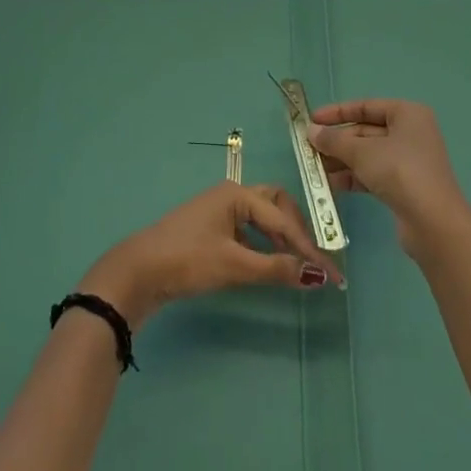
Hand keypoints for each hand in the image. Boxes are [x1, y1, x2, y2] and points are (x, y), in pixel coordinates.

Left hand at [78, 182, 335, 328]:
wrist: (138, 271)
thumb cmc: (188, 260)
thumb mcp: (234, 265)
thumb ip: (276, 268)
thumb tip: (317, 275)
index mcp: (236, 195)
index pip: (283, 219)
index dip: (309, 247)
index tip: (332, 274)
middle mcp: (230, 196)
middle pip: (275, 205)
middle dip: (296, 230)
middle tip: (312, 259)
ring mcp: (219, 212)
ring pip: (261, 218)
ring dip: (281, 238)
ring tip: (296, 264)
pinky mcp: (211, 231)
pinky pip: (248, 230)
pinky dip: (264, 245)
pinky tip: (268, 263)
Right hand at [307, 99, 470, 257]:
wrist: (433, 223)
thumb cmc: (399, 171)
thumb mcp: (361, 151)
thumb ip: (334, 140)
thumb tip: (311, 131)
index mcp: (406, 114)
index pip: (365, 106)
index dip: (337, 113)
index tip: (311, 120)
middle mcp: (410, 133)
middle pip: (365, 132)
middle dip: (337, 142)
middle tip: (309, 150)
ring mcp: (408, 161)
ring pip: (367, 155)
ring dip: (341, 161)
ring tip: (314, 170)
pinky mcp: (405, 186)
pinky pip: (373, 174)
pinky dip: (353, 177)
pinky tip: (331, 186)